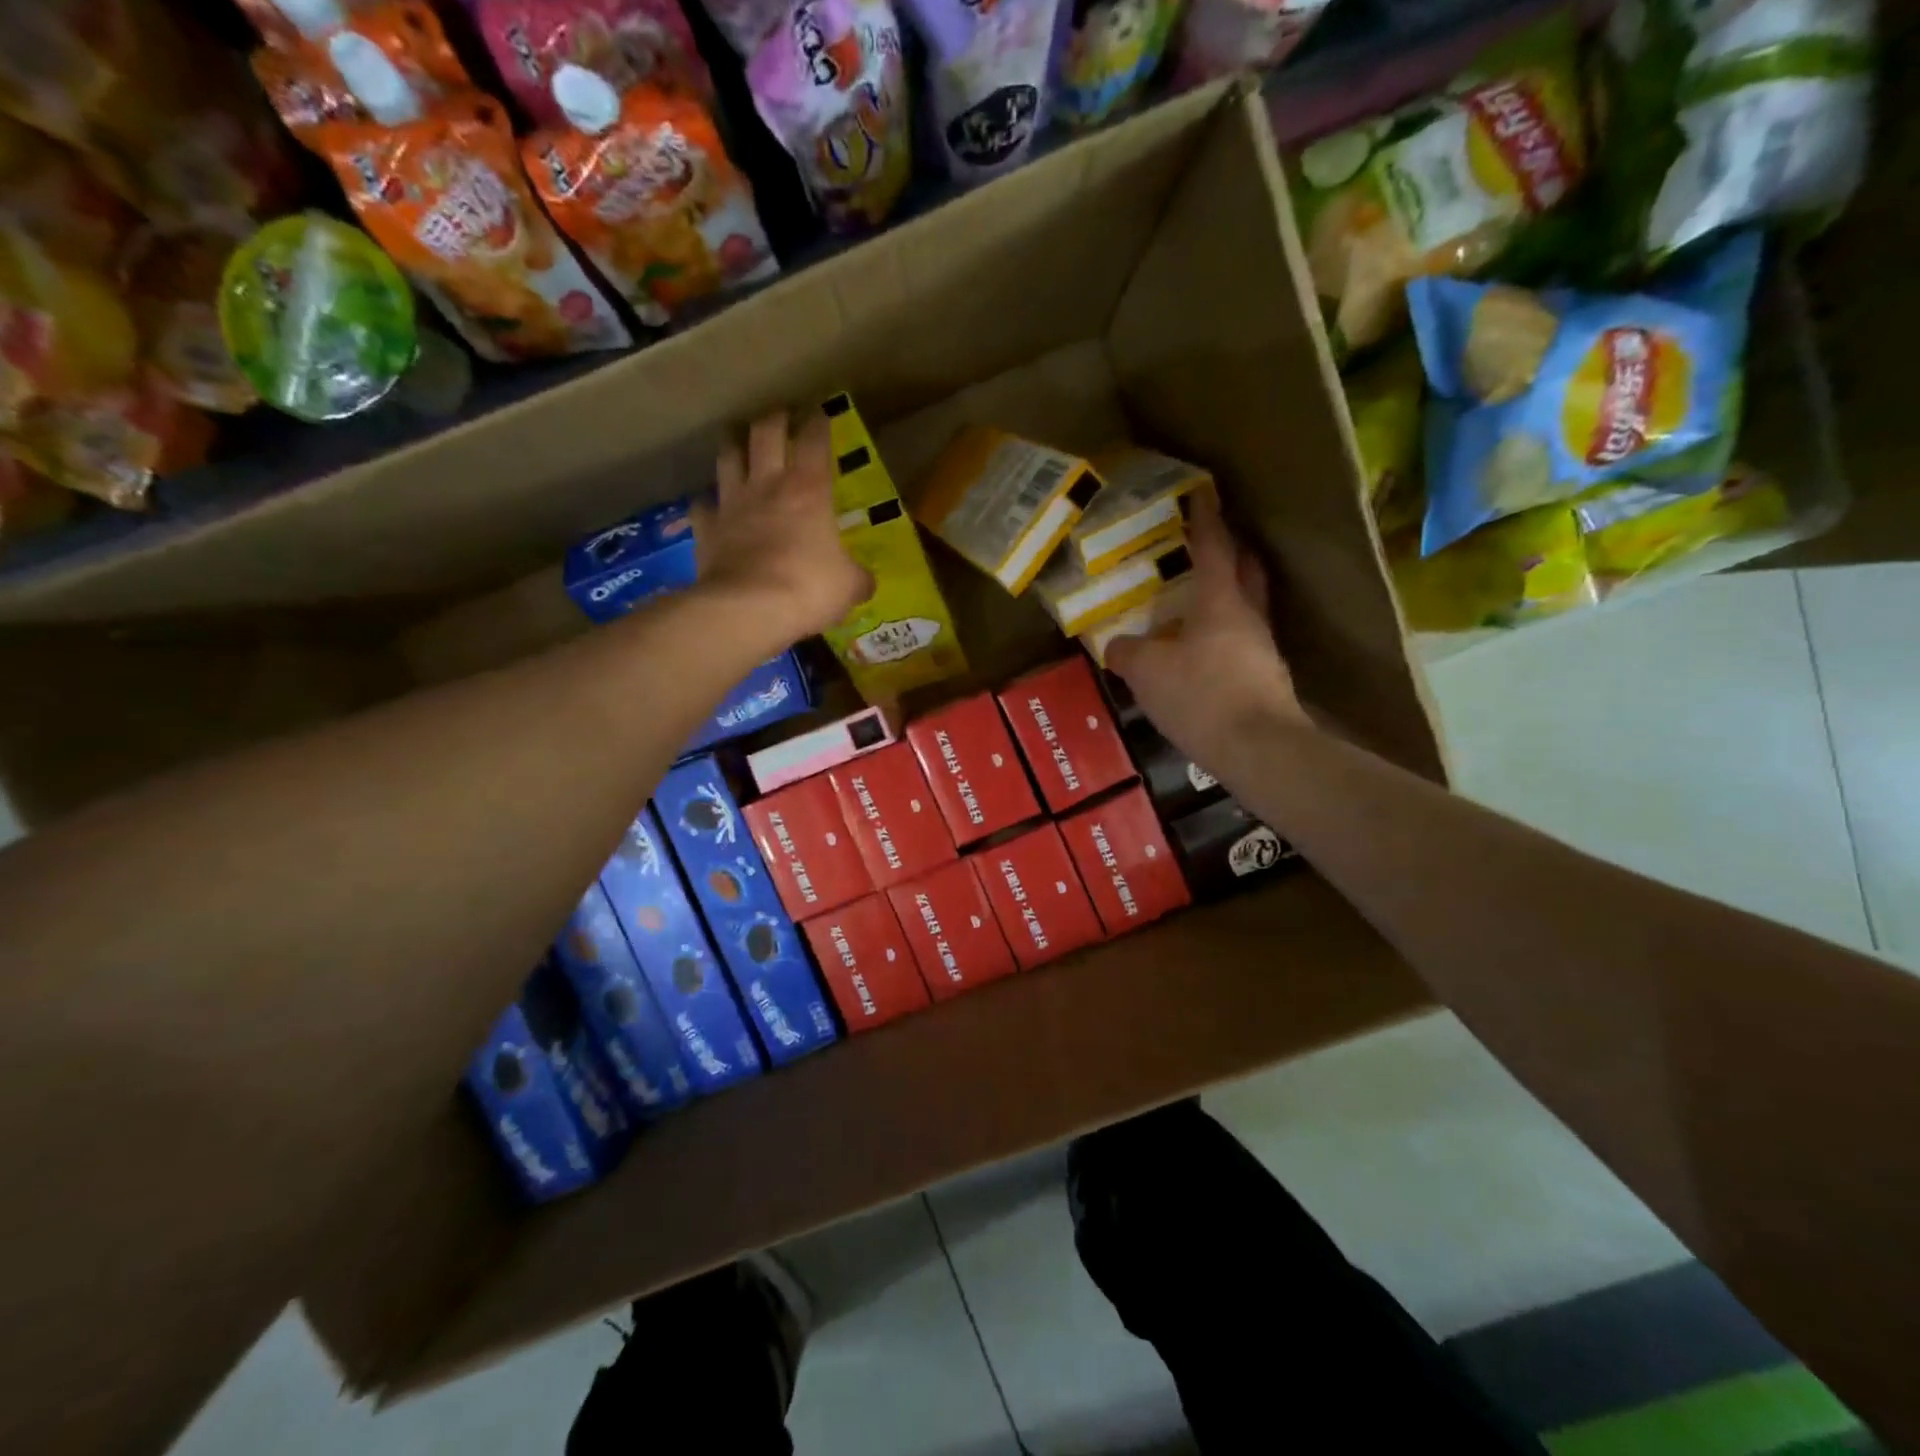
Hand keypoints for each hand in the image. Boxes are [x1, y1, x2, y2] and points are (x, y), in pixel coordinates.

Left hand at [694, 410, 871, 636]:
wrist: (749, 609)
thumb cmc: (808, 588)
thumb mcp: (848, 586)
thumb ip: (857, 578)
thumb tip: (865, 583)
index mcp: (809, 491)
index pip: (814, 442)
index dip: (819, 424)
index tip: (821, 414)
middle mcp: (767, 486)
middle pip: (765, 434)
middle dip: (775, 420)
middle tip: (780, 417)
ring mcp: (732, 505)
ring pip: (728, 457)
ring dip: (733, 445)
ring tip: (738, 442)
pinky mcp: (706, 529)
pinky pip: (702, 506)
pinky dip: (707, 502)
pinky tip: (711, 505)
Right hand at [1105, 493, 1308, 773]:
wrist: (1259, 749)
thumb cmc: (1201, 696)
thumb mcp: (1148, 672)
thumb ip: (1128, 652)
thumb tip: (1117, 645)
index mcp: (1220, 601)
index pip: (1214, 547)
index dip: (1206, 518)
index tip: (1204, 491)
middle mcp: (1248, 617)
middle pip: (1245, 570)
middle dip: (1230, 551)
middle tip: (1207, 543)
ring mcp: (1262, 650)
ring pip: (1245, 609)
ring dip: (1225, 598)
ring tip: (1194, 604)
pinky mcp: (1265, 680)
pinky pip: (1240, 645)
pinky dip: (1221, 638)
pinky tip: (1200, 655)